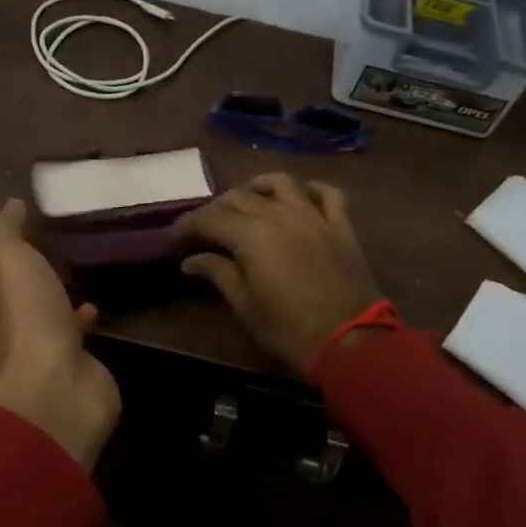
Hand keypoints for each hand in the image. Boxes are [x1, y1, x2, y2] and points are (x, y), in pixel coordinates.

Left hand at [0, 199, 120, 471]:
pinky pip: (69, 328)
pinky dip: (78, 315)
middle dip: (22, 263)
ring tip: (72, 260)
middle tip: (48, 234)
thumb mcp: (8, 256)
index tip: (12, 217)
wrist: (56, 383)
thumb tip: (10, 204)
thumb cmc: (24, 312)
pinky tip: (93, 301)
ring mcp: (32, 341)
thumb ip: (7, 227)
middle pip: (3, 286)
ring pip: (37, 306)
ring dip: (50, 288)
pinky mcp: (64, 356)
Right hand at [177, 173, 384, 377]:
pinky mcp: (340, 226)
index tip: (174, 238)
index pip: (209, 219)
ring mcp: (313, 216)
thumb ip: (217, 274)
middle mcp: (278, 214)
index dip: (188, 226)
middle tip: (205, 229)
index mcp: (250, 234)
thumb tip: (190, 261)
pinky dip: (312, 190)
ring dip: (258, 187)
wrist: (350, 344)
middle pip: (238, 196)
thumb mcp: (244, 306)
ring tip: (248, 201)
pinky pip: (328, 194)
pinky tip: (302, 197)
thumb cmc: (288, 330)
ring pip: (281, 182)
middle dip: (215, 209)